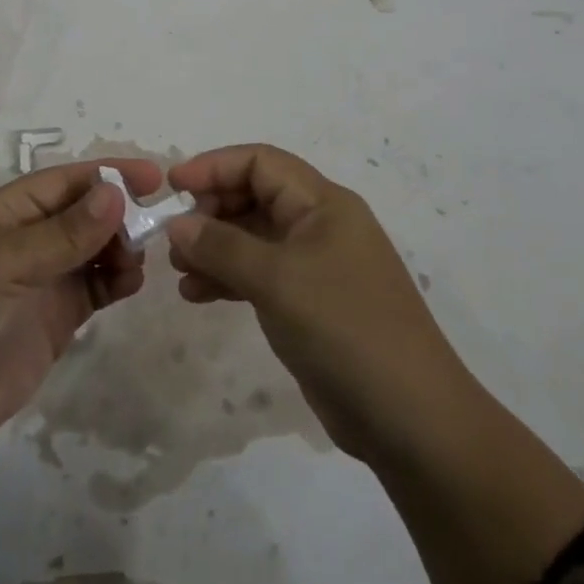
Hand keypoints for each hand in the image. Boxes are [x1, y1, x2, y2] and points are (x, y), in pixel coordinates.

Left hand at [0, 159, 158, 570]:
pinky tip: (131, 283)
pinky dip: (115, 279)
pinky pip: (94, 286)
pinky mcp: (55, 316)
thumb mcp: (9, 261)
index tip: (153, 176)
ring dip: (119, 247)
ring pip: (93, 248)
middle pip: (84, 212)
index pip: (66, 181)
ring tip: (135, 261)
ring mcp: (42, 278)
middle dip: (118, 214)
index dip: (108, 174)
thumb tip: (115, 192)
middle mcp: (27, 238)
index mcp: (6, 211)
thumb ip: (66, 232)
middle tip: (151, 228)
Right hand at [166, 144, 583, 583]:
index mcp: (324, 204)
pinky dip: (229, 279)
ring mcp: (317, 266)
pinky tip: (197, 295)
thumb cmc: (344, 329)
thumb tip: (177, 225)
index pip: (261, 162)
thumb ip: (221, 247)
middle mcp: (320, 225)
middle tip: (174, 238)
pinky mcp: (311, 304)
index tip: (172, 188)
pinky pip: (260, 275)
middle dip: (211, 210)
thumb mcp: (277, 280)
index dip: (214, 166)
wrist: (411, 420)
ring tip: (177, 271)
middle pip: (255, 196)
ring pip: (254, 238)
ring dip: (214, 248)